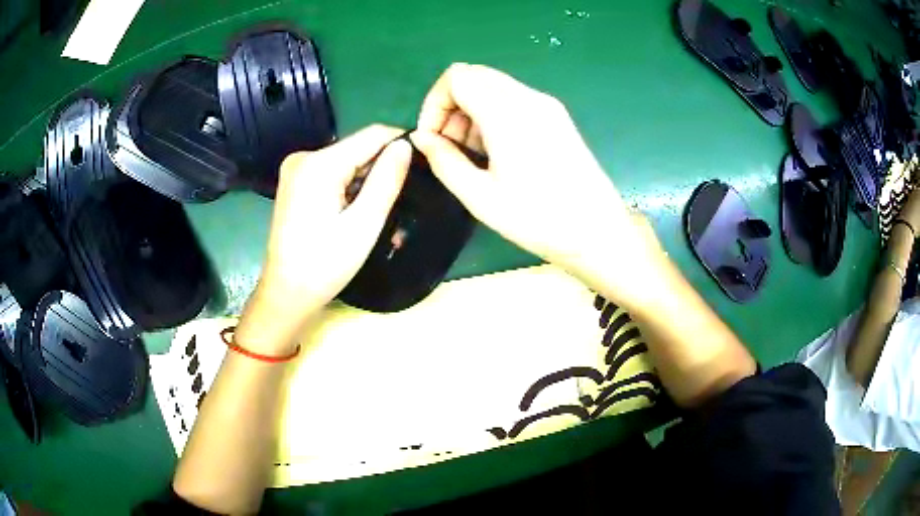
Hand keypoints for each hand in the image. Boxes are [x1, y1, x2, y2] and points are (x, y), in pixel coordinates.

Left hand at [235, 125, 411, 353]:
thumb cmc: (325, 264)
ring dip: (367, 182)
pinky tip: (356, 212)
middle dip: (382, 169)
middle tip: (401, 201)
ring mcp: (296, 169)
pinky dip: (349, 188)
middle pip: (357, 148)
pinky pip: (333, 173)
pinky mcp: (295, 182)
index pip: (372, 135)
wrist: (286, 293)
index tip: (422, 165)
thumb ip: (387, 180)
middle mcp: (304, 157)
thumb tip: (406, 145)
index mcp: (319, 164)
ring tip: (379, 213)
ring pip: (347, 161)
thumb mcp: (364, 224)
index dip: (401, 144)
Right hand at [410, 63, 663, 298]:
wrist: (597, 231)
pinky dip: (492, 114)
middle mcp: (529, 98)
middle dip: (451, 106)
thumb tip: (422, 138)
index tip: (432, 138)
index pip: (457, 77)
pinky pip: (513, 99)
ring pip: (493, 86)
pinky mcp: (556, 116)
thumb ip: (444, 161)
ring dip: (471, 110)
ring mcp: (547, 105)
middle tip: (449, 147)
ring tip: (472, 154)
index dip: (435, 102)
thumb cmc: (538, 219)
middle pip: (475, 76)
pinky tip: (496, 151)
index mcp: (508, 113)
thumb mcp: (480, 197)